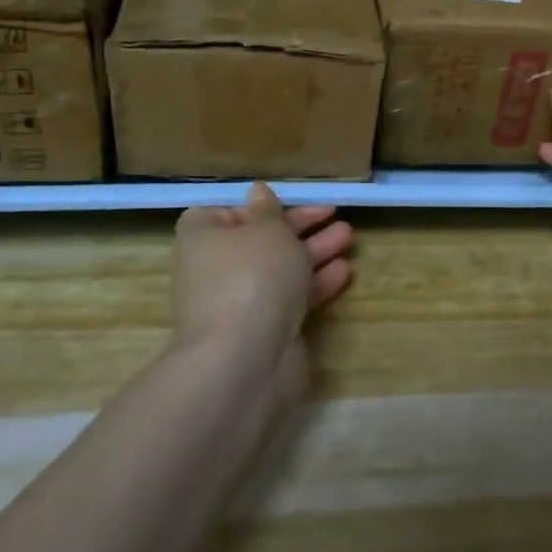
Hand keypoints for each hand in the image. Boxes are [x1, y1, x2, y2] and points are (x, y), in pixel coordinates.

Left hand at [170, 183, 353, 401]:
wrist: (245, 360)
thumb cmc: (252, 276)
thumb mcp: (268, 230)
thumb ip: (269, 210)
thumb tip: (258, 191)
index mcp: (202, 237)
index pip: (222, 212)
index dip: (254, 207)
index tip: (284, 202)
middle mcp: (215, 269)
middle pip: (260, 240)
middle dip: (299, 227)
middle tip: (334, 214)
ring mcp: (239, 302)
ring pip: (280, 269)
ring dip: (314, 252)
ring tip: (349, 237)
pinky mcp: (264, 330)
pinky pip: (291, 298)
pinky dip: (315, 283)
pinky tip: (345, 271)